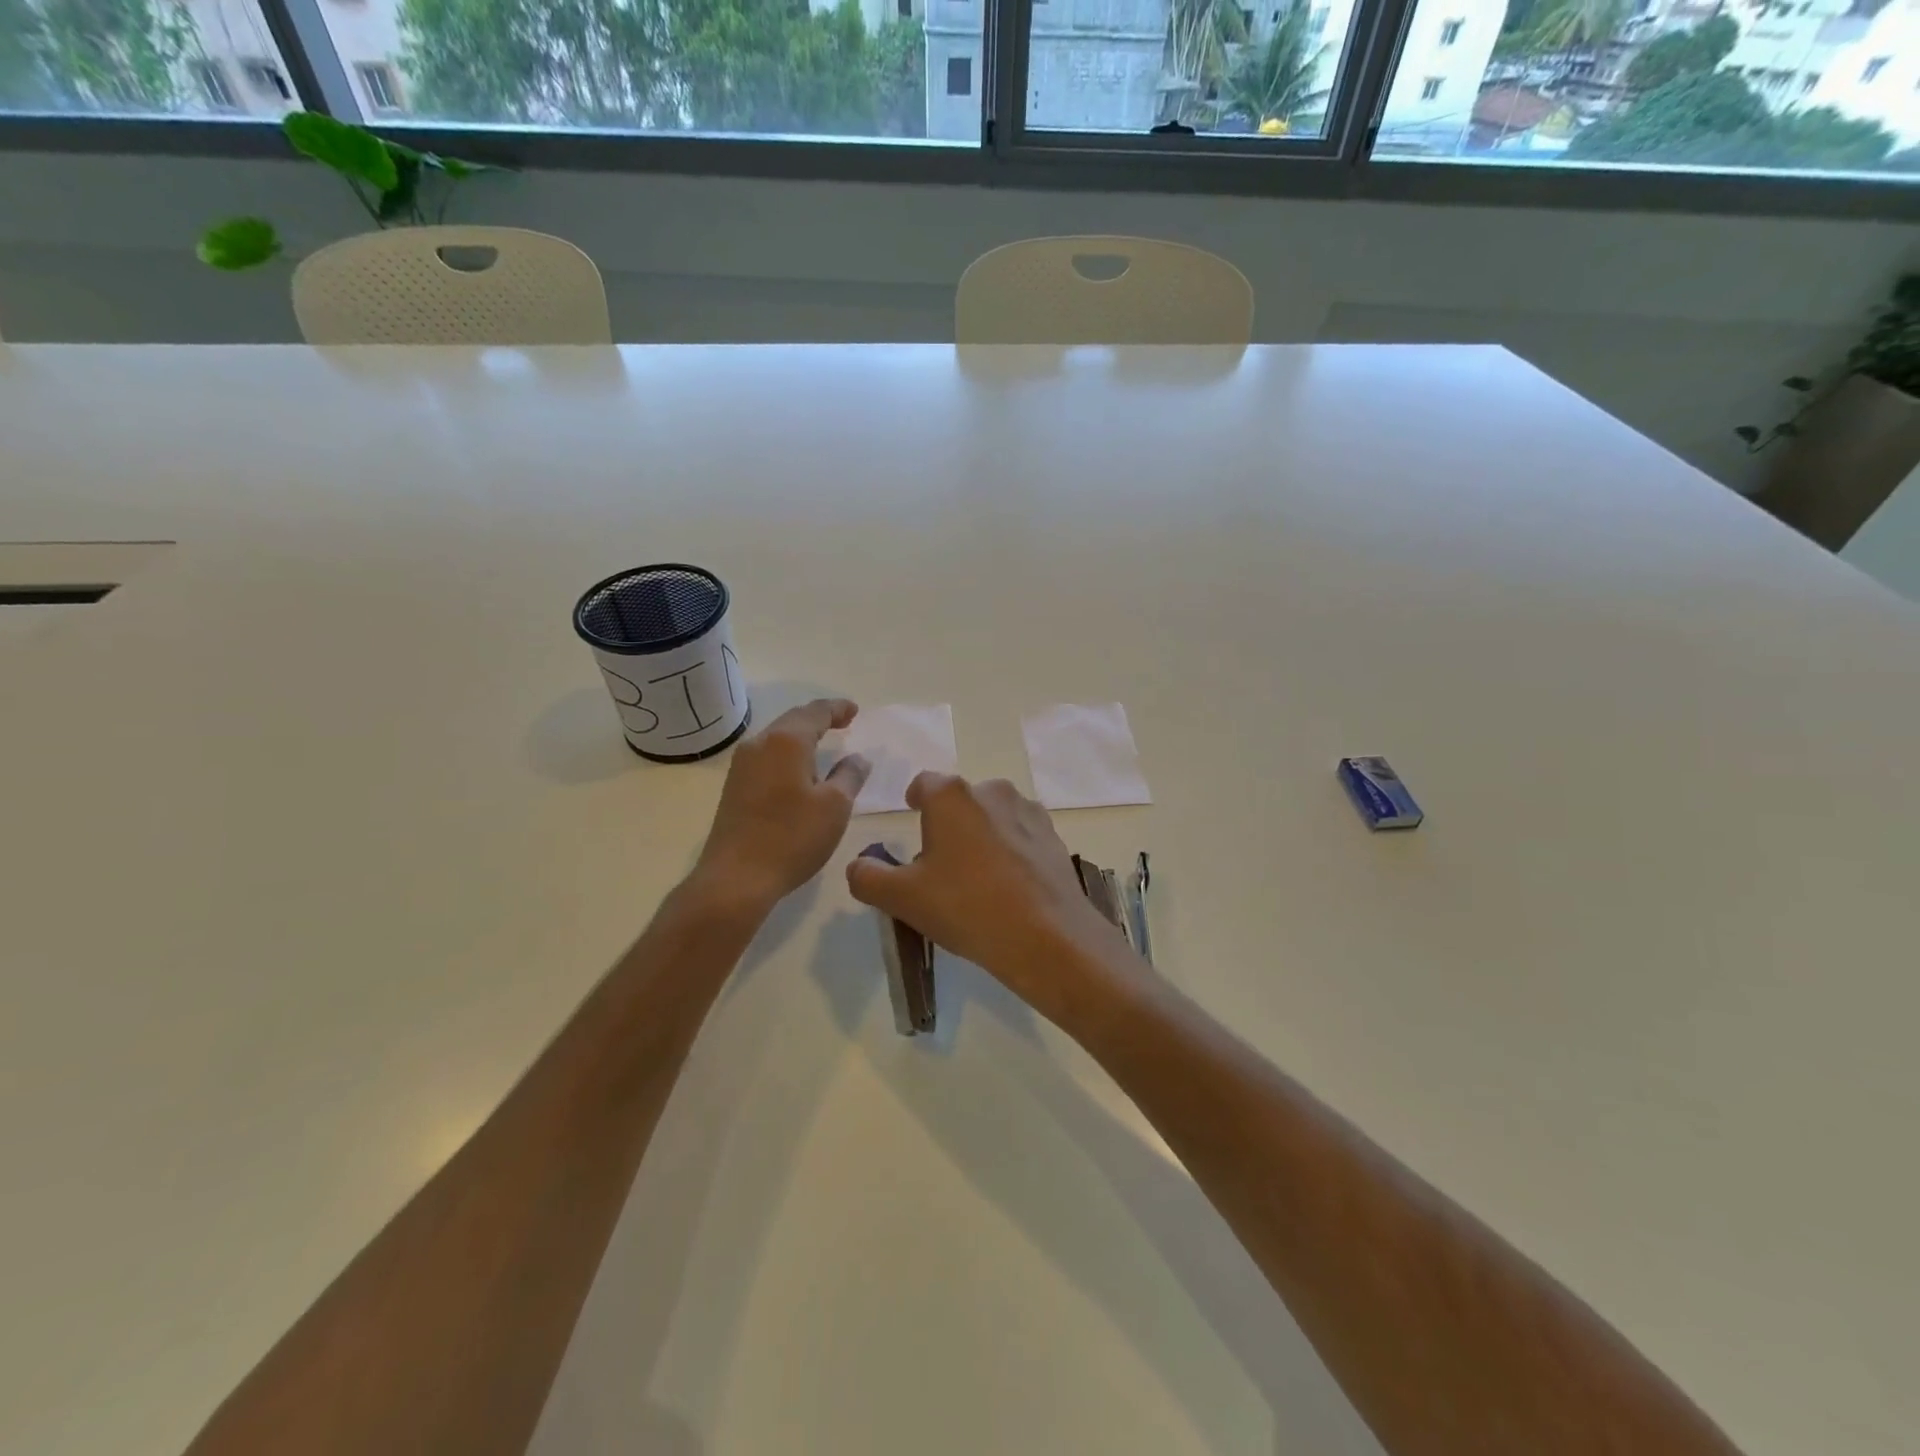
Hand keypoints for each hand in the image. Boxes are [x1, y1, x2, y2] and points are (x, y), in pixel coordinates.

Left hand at [693, 699, 870, 911]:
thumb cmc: (792, 837)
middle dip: (819, 718)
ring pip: (777, 738)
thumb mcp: (835, 806)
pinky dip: (788, 753)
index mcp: (786, 741)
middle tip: (843, 721)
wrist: (736, 878)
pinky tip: (798, 769)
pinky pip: (767, 756)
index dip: (837, 708)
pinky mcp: (735, 786)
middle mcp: (760, 744)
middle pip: (793, 720)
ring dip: (802, 736)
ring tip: (824, 742)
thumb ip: (850, 775)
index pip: (816, 712)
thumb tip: (858, 757)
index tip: (855, 710)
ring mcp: (742, 765)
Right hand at [845, 773, 1130, 1025]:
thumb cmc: (965, 907)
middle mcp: (992, 791)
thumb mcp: (902, 898)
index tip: (913, 819)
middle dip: (948, 824)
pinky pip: (1021, 836)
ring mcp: (1029, 813)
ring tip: (977, 880)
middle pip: (960, 801)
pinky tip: (1009, 887)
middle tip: (940, 866)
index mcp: (952, 796)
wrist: (1047, 937)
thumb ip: (868, 877)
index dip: (914, 800)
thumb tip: (859, 865)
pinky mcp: (1054, 838)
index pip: (924, 783)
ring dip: (982, 836)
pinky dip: (1011, 851)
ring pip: (993, 817)